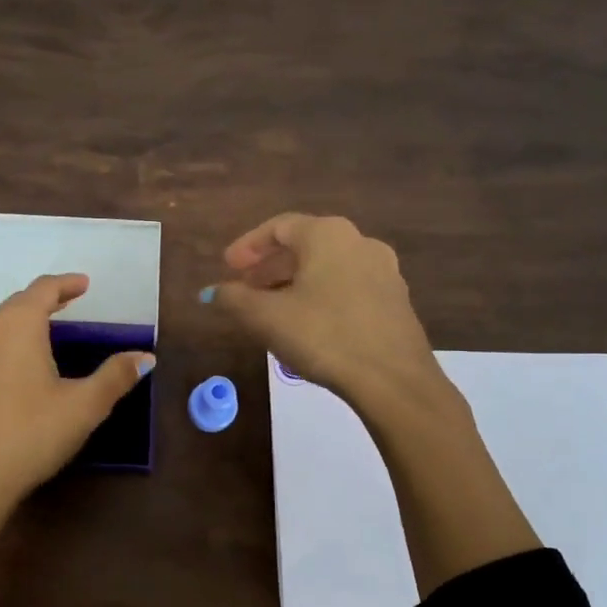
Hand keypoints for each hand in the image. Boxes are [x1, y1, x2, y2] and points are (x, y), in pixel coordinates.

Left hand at [0, 273, 154, 606]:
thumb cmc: (30, 433)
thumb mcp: (83, 406)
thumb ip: (115, 377)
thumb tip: (146, 357)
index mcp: (19, 325)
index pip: (43, 290)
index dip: (66, 284)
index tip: (85, 284)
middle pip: (18, 302)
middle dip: (45, 298)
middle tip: (69, 302)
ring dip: (23, 317)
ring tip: (44, 327)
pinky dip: (6, 338)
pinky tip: (15, 361)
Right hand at [206, 213, 443, 418]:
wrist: (393, 380)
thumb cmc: (323, 336)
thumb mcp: (266, 318)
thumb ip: (233, 298)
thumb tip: (211, 291)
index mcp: (327, 235)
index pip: (279, 227)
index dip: (248, 246)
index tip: (227, 267)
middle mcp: (359, 242)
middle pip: (305, 245)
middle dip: (270, 265)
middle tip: (246, 288)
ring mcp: (384, 271)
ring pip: (327, 267)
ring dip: (295, 282)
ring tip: (272, 309)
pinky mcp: (395, 301)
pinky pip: (348, 286)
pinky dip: (321, 295)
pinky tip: (307, 323)